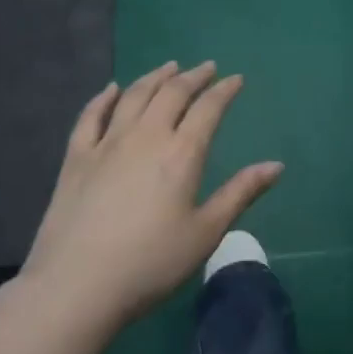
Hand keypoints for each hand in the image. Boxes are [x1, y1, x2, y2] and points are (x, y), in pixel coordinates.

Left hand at [21, 61, 283, 329]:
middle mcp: (146, 136)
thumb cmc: (150, 264)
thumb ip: (241, 193)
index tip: (235, 79)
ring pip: (134, 96)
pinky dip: (104, 97)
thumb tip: (276, 165)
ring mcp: (107, 143)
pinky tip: (112, 89)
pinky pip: (91, 116)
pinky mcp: (76, 157)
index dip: (224, 90)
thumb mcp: (205, 233)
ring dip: (155, 77)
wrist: (76, 286)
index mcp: (182, 153)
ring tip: (169, 67)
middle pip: (172, 93)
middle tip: (206, 68)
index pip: (208, 108)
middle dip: (193, 77)